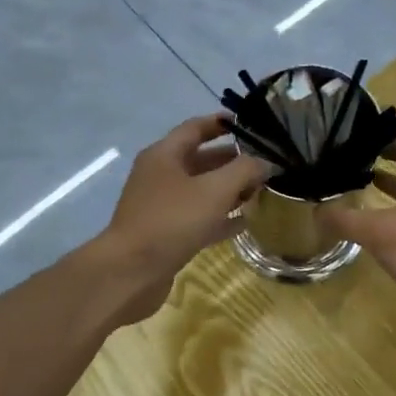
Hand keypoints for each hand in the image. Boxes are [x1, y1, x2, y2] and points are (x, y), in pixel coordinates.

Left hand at [97, 115, 272, 322]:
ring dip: (229, 190)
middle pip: (200, 160)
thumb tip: (264, 163)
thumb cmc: (172, 221)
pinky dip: (220, 217)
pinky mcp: (166, 234)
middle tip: (263, 164)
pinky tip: (244, 222)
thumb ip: (244, 171)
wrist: (131, 272)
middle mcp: (160, 176)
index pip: (195, 128)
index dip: (221, 123)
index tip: (248, 124)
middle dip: (232, 161)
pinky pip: (198, 218)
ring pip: (201, 191)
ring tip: (259, 192)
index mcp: (164, 155)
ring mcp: (161, 206)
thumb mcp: (214, 191)